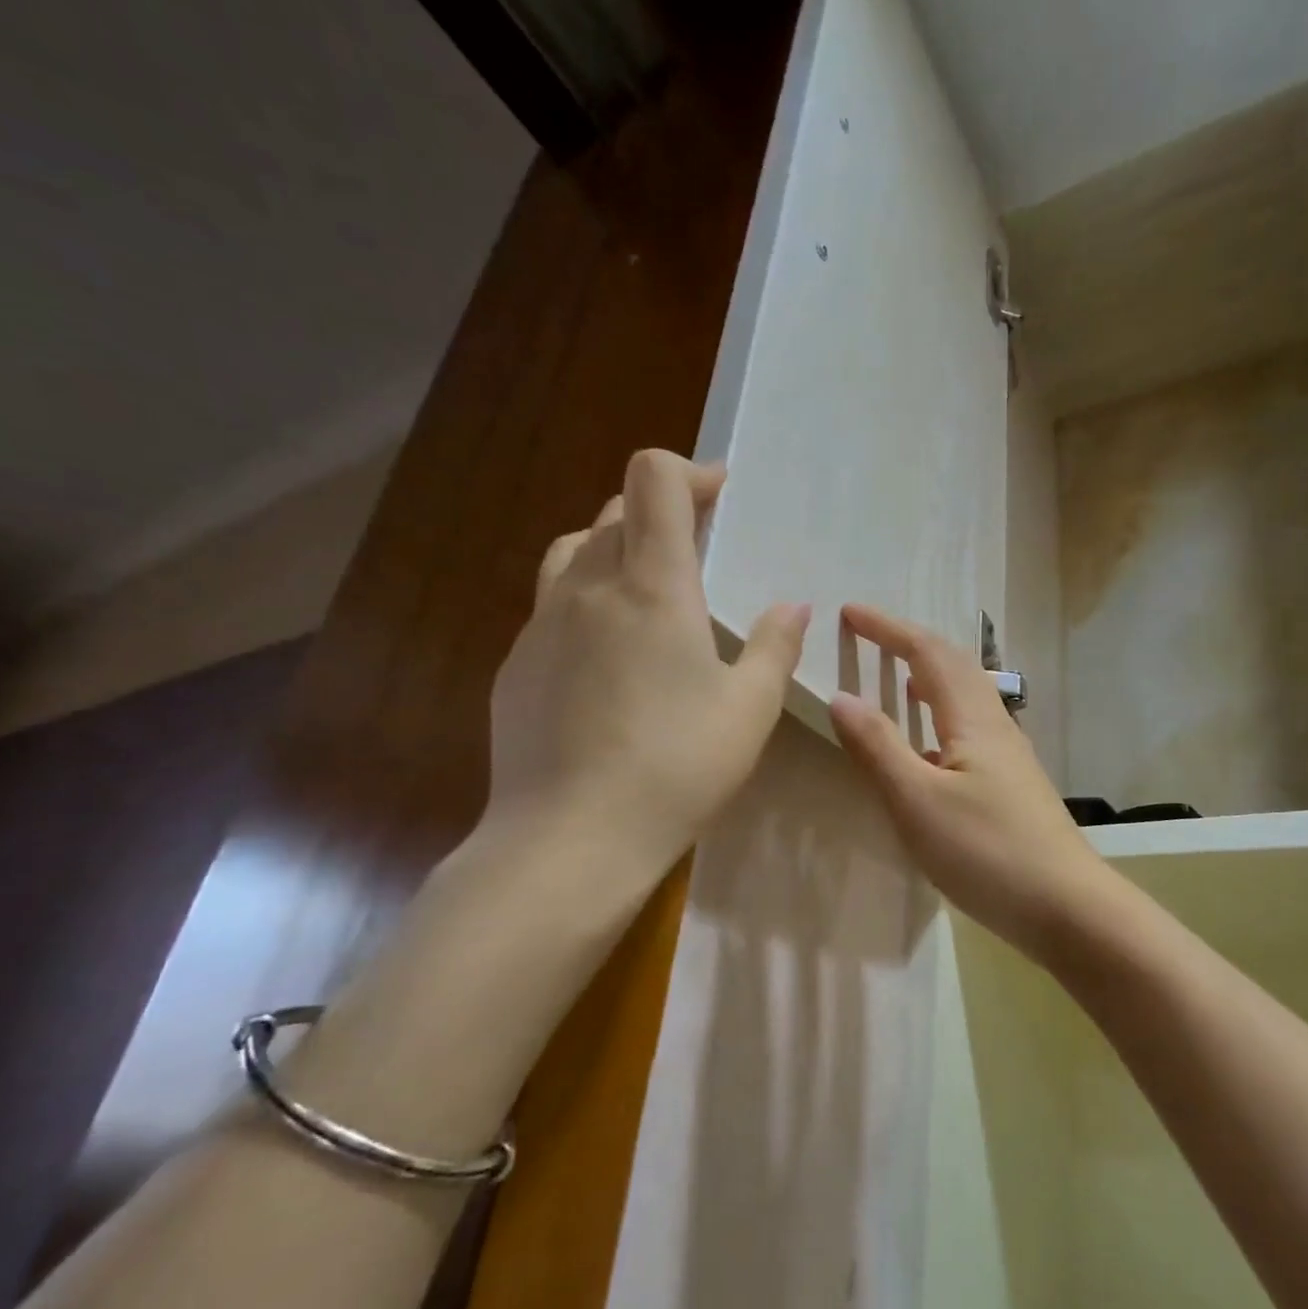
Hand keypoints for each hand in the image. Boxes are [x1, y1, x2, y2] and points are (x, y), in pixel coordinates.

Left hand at [485, 448, 809, 868]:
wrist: (570, 837)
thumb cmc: (676, 767)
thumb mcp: (750, 710)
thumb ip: (774, 647)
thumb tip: (792, 607)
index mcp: (652, 586)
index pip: (654, 480)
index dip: (691, 471)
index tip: (722, 496)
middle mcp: (588, 587)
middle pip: (616, 511)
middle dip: (662, 513)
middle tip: (700, 550)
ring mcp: (541, 625)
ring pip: (575, 552)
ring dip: (616, 549)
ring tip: (648, 590)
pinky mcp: (515, 664)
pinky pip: (552, 606)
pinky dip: (587, 602)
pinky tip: (607, 657)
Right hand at [828, 605, 1111, 959]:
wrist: (1068, 909)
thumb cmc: (987, 852)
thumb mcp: (918, 801)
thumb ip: (878, 747)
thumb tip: (842, 696)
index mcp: (972, 719)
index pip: (927, 653)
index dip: (887, 629)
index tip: (850, 612)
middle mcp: (996, 726)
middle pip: (954, 665)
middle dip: (911, 643)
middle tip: (872, 636)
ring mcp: (1009, 756)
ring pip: (967, 696)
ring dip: (931, 674)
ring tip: (900, 678)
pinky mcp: (1012, 785)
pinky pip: (971, 727)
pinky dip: (941, 714)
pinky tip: (929, 746)